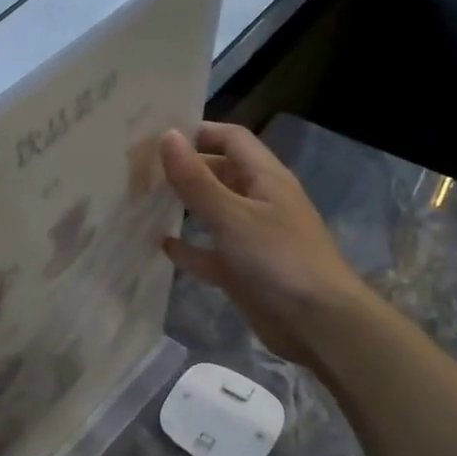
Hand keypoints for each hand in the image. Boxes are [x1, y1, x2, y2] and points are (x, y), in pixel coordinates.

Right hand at [160, 123, 369, 366]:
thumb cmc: (277, 259)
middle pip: (219, 173)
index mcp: (265, 178)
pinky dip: (188, 247)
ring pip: (212, 212)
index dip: (198, 132)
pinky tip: (161, 244)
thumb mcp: (232, 215)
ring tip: (141, 201)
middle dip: (185, 168)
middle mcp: (259, 202)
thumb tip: (167, 137)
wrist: (318, 323)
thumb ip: (196, 179)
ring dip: (183, 205)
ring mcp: (251, 237)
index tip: (156, 136)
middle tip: (139, 169)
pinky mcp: (242, 270)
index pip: (231, 139)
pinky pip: (209, 252)